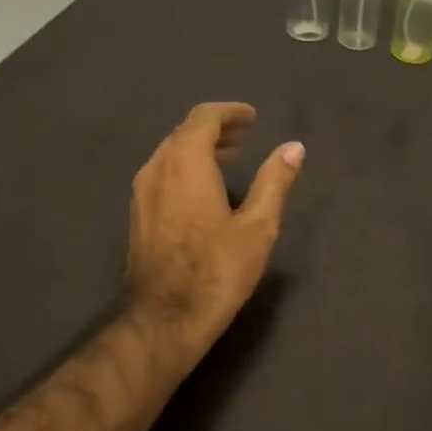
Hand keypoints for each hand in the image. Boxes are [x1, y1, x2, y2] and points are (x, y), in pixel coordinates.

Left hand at [126, 102, 303, 355]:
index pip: (203, 119)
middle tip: (245, 136)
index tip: (252, 118)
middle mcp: (157, 170)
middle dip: (215, 129)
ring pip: (169, 154)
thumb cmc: (217, 270)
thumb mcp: (257, 227)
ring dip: (198, 149)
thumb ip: (274, 182)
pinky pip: (162, 175)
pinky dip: (185, 168)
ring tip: (229, 160)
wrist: (166, 318)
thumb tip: (293, 147)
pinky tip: (204, 190)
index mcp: (185, 164)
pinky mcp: (138, 216)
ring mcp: (142, 193)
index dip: (229, 113)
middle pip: (183, 133)